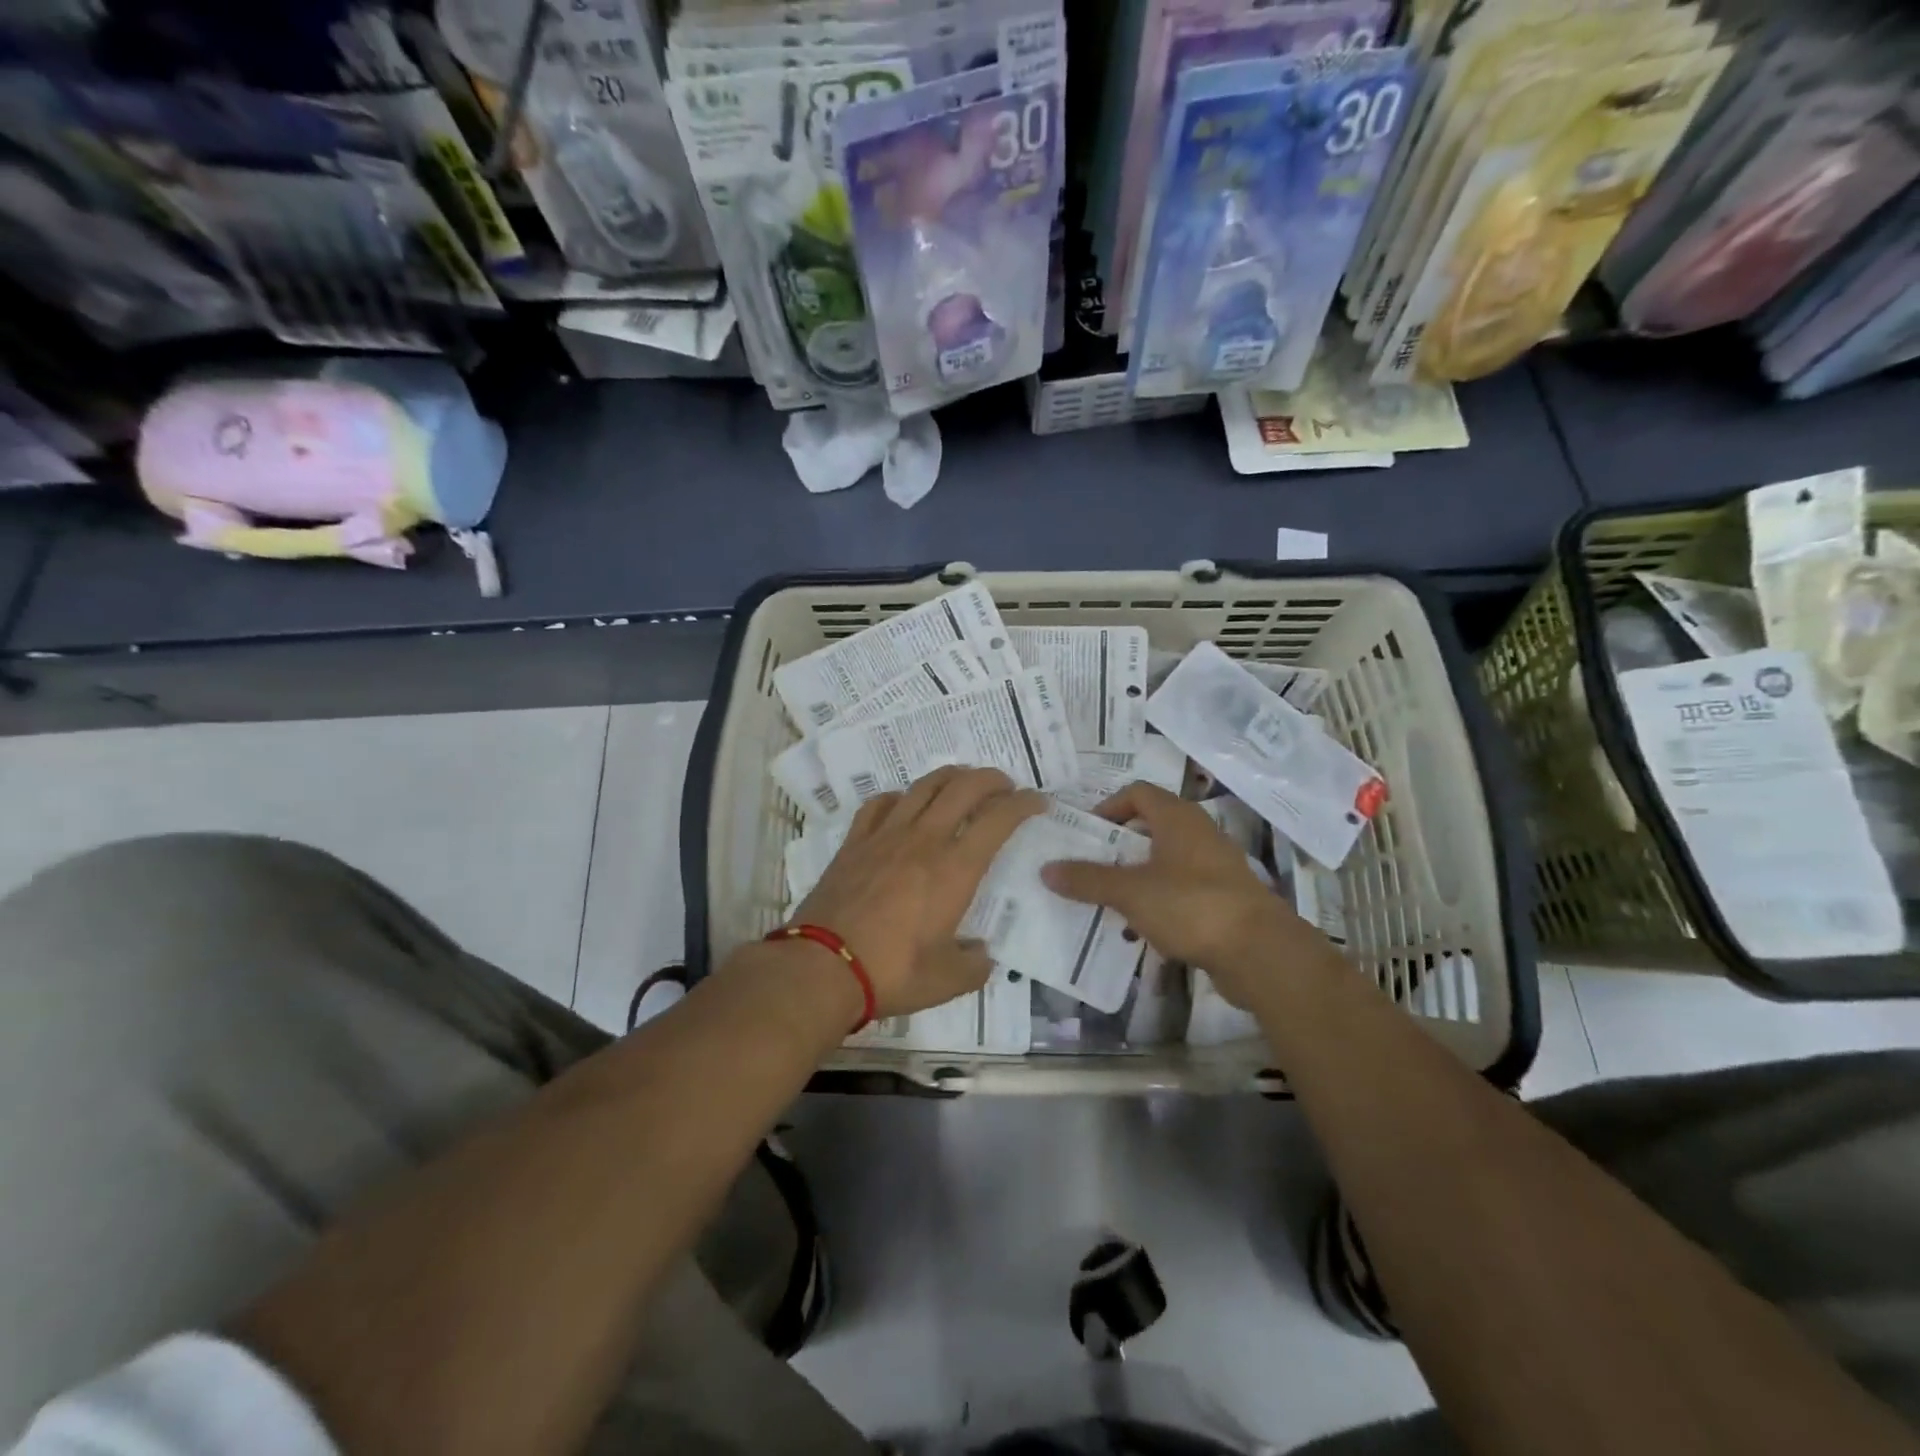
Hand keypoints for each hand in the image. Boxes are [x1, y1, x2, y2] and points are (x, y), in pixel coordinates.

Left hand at [793, 767, 1045, 1016]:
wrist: (823, 967)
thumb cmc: (892, 972)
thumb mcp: (947, 981)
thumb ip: (974, 965)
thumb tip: (981, 953)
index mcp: (955, 869)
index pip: (998, 819)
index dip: (1023, 804)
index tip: (1037, 802)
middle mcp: (924, 840)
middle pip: (964, 788)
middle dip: (991, 779)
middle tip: (1005, 786)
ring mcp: (885, 836)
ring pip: (923, 786)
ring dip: (950, 777)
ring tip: (962, 782)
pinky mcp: (855, 842)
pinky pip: (879, 804)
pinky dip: (900, 797)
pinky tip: (904, 805)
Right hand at [1040, 781, 1321, 1006]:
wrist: (1261, 953)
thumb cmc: (1192, 906)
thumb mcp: (1131, 892)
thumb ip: (1088, 879)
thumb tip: (1046, 869)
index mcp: (1178, 818)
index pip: (1137, 792)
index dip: (1108, 806)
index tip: (1086, 834)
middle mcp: (1198, 833)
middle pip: (1150, 826)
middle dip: (1117, 846)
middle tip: (1089, 866)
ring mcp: (1215, 867)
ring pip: (1164, 862)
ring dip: (1136, 877)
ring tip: (1108, 900)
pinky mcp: (1224, 899)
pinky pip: (1181, 890)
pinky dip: (1158, 901)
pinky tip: (1141, 927)